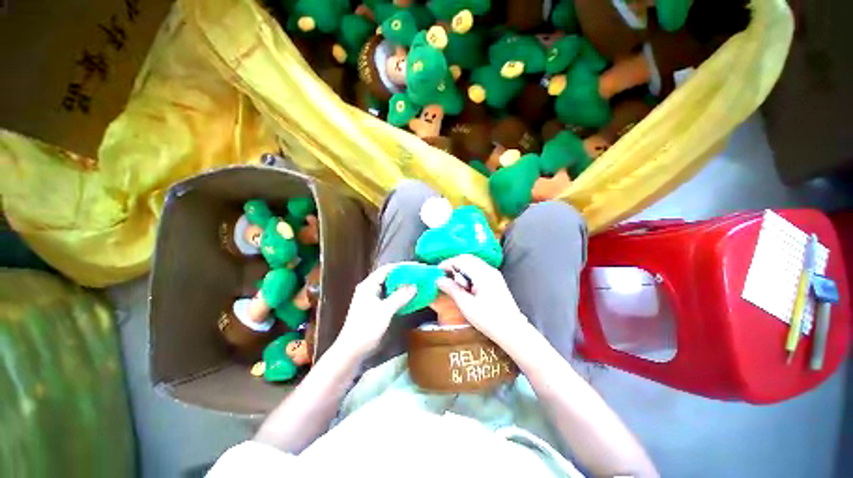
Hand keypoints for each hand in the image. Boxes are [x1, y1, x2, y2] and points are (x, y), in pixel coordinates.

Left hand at [334, 263, 416, 358]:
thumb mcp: (385, 310)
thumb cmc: (366, 327)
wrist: (352, 350)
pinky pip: (389, 296)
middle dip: (404, 275)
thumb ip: (400, 297)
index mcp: (369, 285)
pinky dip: (399, 295)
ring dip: (402, 286)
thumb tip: (414, 286)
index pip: (387, 269)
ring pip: (390, 287)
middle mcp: (369, 288)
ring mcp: (371, 298)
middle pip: (389, 276)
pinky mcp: (374, 307)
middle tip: (419, 275)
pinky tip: (409, 297)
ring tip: (417, 284)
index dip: (402, 266)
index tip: (416, 267)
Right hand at [436, 255, 528, 344]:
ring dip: (461, 269)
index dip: (447, 263)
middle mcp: (489, 270)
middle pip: (467, 259)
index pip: (461, 260)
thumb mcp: (467, 305)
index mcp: (482, 274)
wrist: (513, 331)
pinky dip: (468, 274)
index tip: (437, 272)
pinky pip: (478, 270)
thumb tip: (438, 280)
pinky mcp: (496, 280)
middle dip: (453, 265)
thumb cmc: (489, 319)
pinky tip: (465, 286)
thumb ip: (452, 289)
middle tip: (443, 276)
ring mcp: (494, 274)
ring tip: (452, 282)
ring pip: (473, 263)